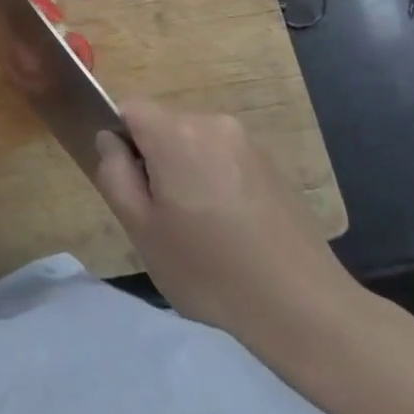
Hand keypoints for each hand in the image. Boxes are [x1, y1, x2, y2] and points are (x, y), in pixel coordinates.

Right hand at [92, 99, 360, 339]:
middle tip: (163, 217)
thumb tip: (110, 140)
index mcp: (177, 133)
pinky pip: (224, 159)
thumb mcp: (142, 230)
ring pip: (194, 143)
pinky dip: (216, 182)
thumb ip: (115, 175)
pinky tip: (231, 231)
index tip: (132, 187)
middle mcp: (213, 123)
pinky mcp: (271, 164)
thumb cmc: (210, 270)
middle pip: (163, 126)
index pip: (129, 109)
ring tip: (200, 230)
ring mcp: (247, 142)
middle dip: (155, 160)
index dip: (120, 141)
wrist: (302, 305)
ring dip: (186, 171)